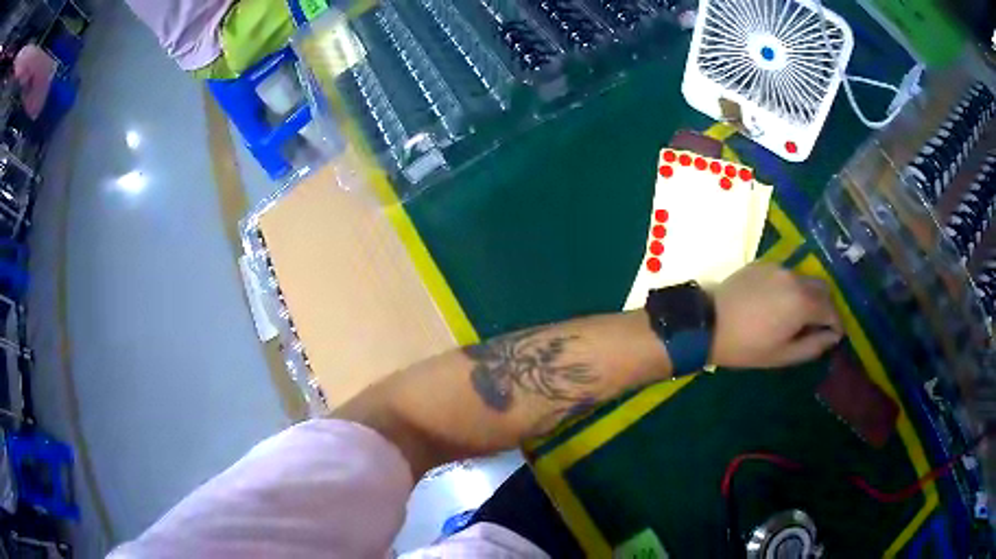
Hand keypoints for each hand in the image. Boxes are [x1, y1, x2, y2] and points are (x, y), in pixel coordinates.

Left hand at [709, 263, 842, 367]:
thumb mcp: (783, 355)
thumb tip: (833, 337)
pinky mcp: (763, 263)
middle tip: (818, 325)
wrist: (709, 322)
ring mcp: (778, 267)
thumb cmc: (747, 346)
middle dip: (826, 306)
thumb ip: (813, 346)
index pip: (831, 309)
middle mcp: (795, 278)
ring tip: (797, 315)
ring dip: (809, 295)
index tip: (835, 335)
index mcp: (803, 302)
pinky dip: (791, 286)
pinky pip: (786, 273)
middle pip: (822, 288)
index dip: (836, 324)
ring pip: (805, 278)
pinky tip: (778, 302)